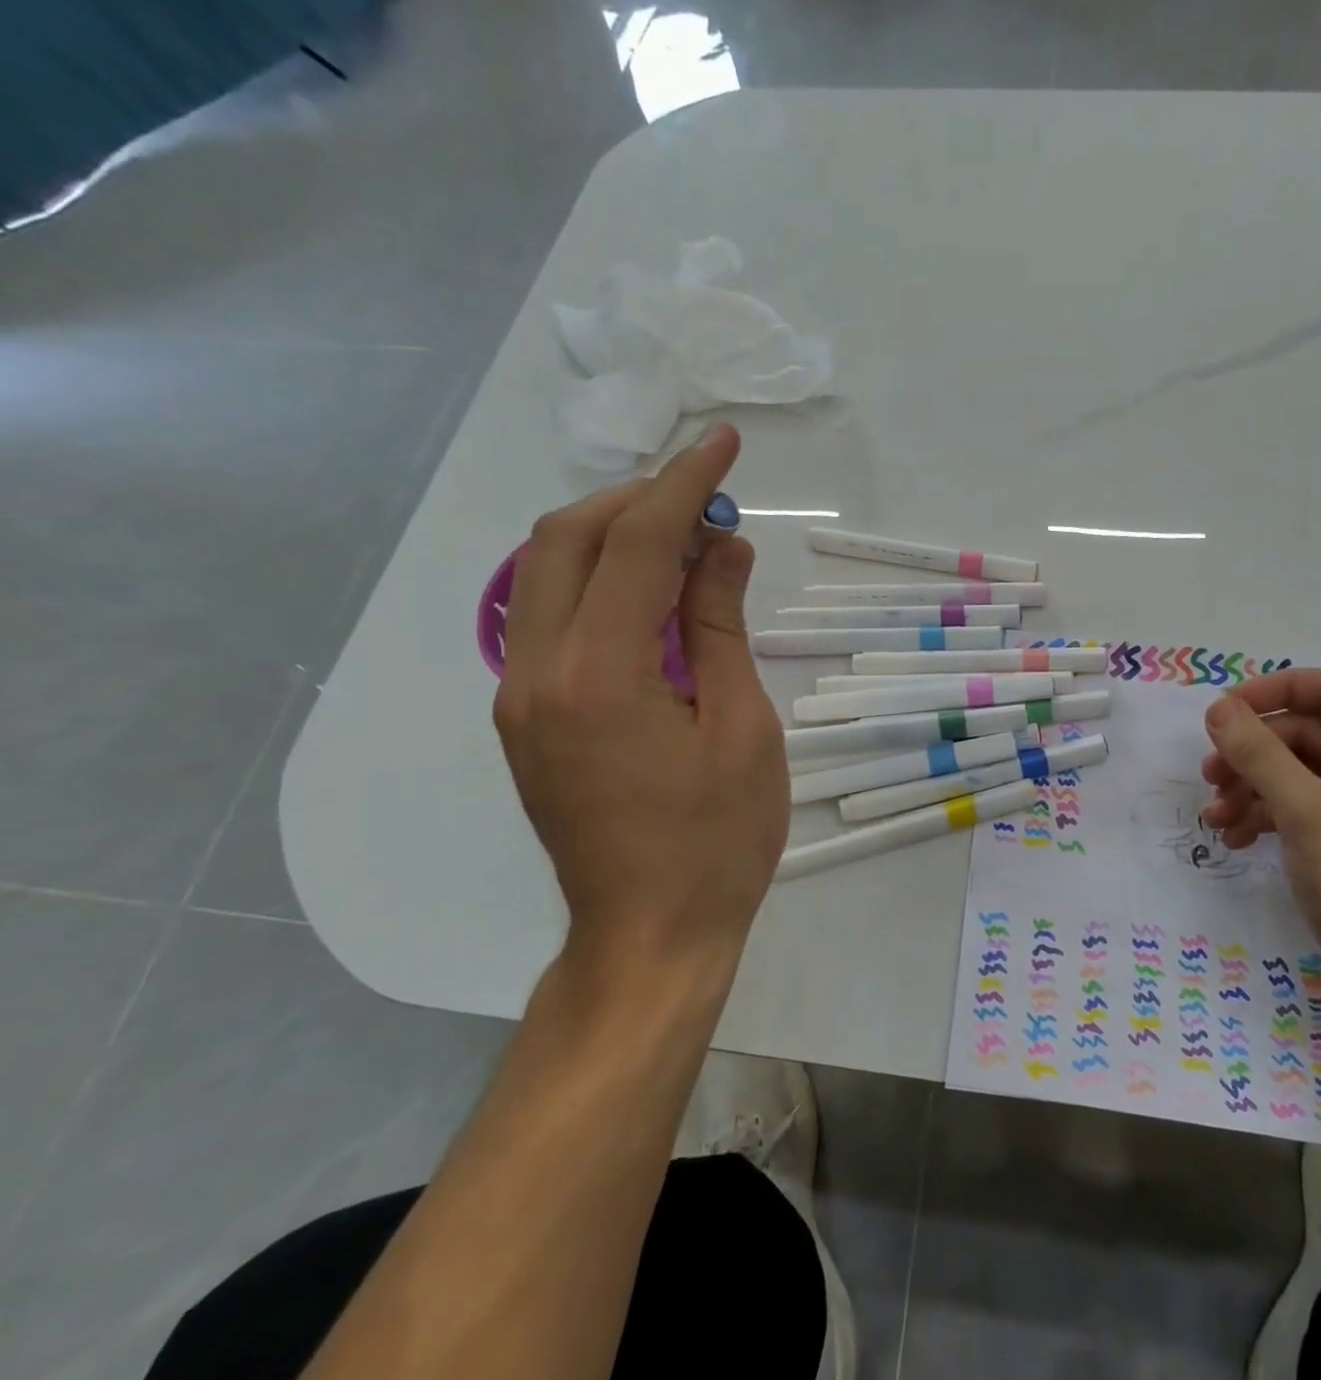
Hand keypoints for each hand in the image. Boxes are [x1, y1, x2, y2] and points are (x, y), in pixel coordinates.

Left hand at [492, 424, 787, 985]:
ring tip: (686, 541)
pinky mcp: (525, 719)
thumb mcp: (741, 727)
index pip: (637, 544)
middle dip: (635, 500)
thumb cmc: (717, 841)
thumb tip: (723, 548)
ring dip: (613, 538)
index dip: (684, 484)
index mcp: (598, 674)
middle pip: (564, 541)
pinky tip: (653, 599)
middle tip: (703, 499)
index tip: (722, 443)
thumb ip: (720, 627)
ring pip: (545, 576)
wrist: (649, 936)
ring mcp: (520, 697)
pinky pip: (551, 619)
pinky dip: (599, 585)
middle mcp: (536, 672)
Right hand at [1199, 668, 1320, 1021]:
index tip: (1226, 711)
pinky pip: (1310, 813)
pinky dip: (1271, 818)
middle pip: (1311, 735)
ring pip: (1304, 776)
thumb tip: (1219, 707)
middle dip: (1254, 752)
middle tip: (1208, 775)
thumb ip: (1258, 753)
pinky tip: (1238, 839)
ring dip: (1254, 789)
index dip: (1277, 690)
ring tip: (1215, 817)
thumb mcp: (1306, 811)